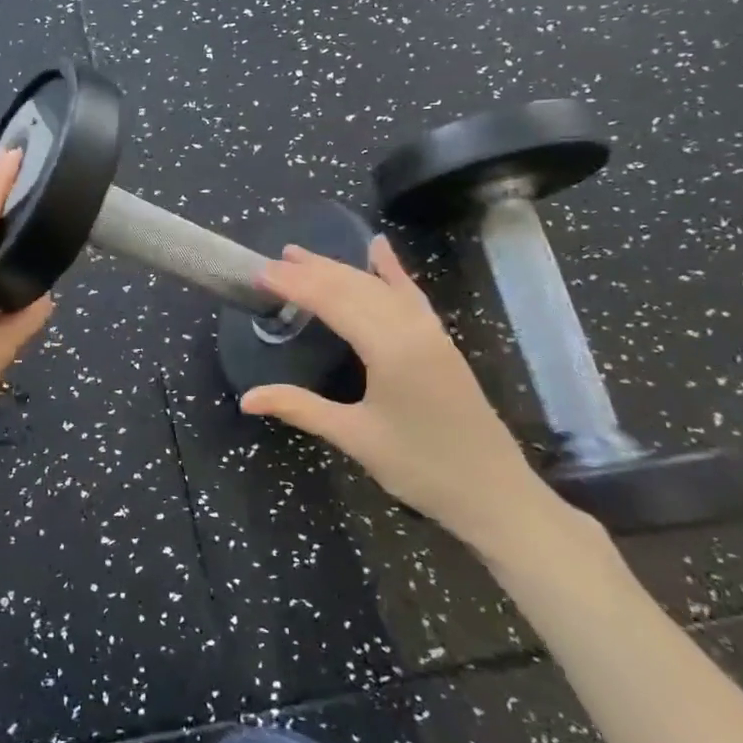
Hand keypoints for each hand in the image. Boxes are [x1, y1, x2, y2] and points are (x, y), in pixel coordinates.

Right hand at [239, 236, 564, 555]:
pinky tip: (380, 247)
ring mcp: (430, 331)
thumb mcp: (354, 437)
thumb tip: (247, 399)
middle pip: (353, 286)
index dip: (294, 285)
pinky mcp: (440, 341)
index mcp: (390, 348)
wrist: (495, 494)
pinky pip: (410, 295)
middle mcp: (411, 328)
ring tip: (301, 254)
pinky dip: (392, 270)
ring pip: (378, 286)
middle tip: (272, 261)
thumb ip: (300, 408)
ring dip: (339, 268)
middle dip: (311, 271)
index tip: (260, 272)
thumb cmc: (421, 467)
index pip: (332, 302)